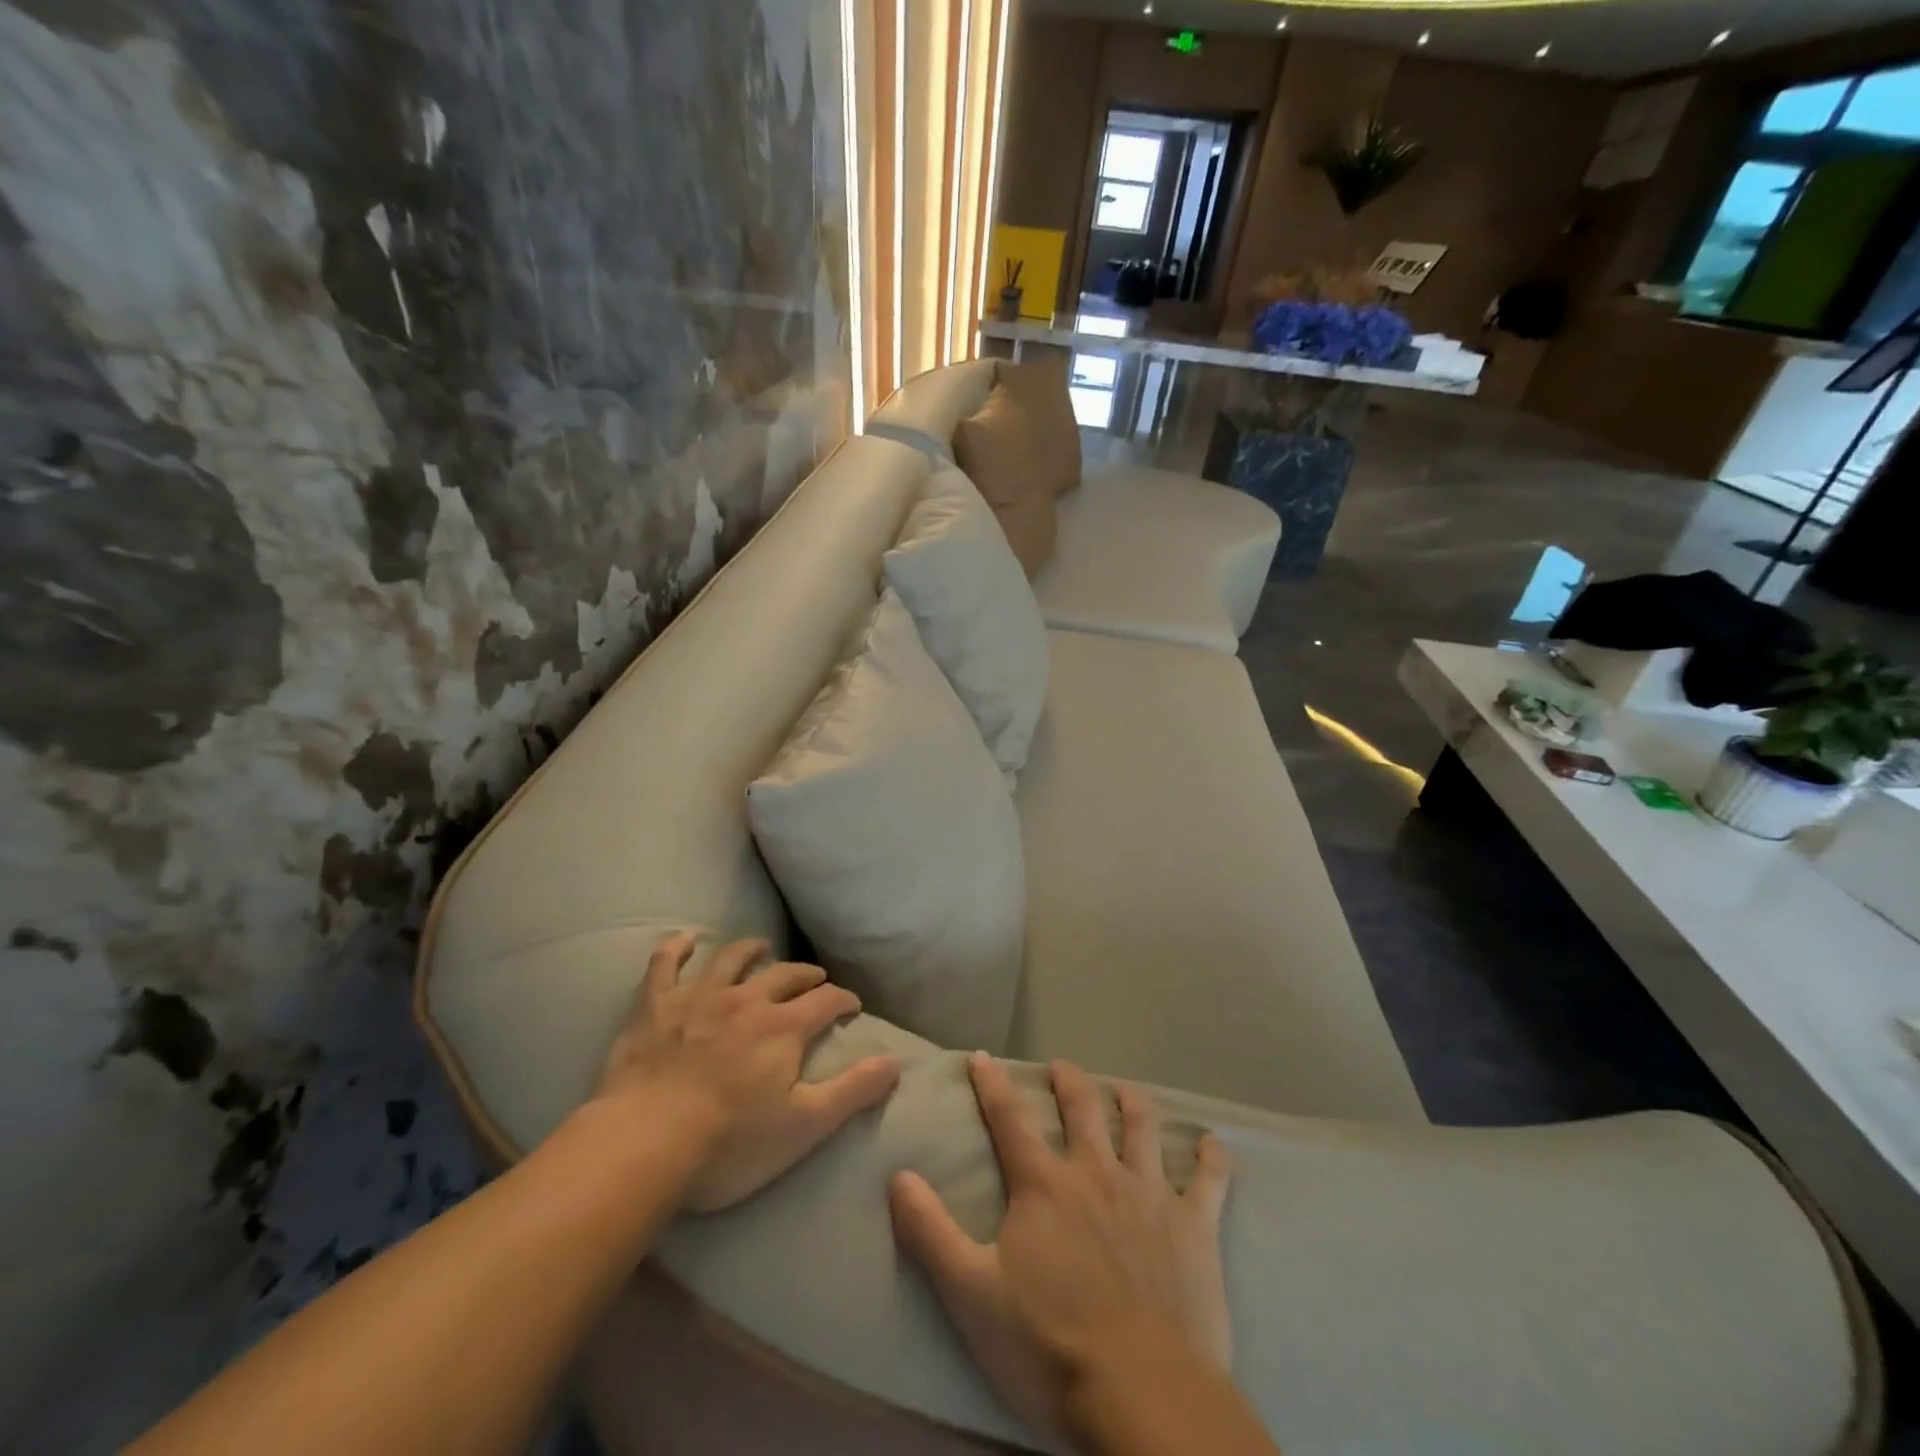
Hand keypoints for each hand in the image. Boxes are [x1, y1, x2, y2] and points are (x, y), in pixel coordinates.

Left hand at [595, 933, 900, 1211]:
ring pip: (731, 959)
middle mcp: (747, 999)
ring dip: (751, 950)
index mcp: (784, 1027)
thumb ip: (853, 1091)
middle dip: (805, 976)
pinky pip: (665, 964)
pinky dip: (676, 948)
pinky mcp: (655, 1006)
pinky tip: (685, 939)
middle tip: (816, 980)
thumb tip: (895, 1061)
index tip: (851, 1006)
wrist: (643, 1143)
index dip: (843, 1000)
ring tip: (763, 948)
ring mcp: (698, 997)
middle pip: (785, 975)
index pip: (826, 1001)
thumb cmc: (729, 1143)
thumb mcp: (804, 1126)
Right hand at [888, 1055, 1233, 1435]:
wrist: (1141, 1395)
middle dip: (1068, 1081)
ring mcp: (1149, 1195)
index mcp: (1044, 1185)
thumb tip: (898, 1175)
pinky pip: (1209, 1181)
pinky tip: (1215, 1145)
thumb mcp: (970, 1294)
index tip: (983, 1058)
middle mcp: (1096, 1173)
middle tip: (1060, 1066)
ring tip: (1126, 1090)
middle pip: (1081, 1108)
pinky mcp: (1194, 1227)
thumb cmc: (1048, 1346)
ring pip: (1143, 1128)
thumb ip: (930, 1232)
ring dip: (1133, 1103)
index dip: (992, 1084)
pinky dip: (1212, 1159)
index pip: (1009, 1119)